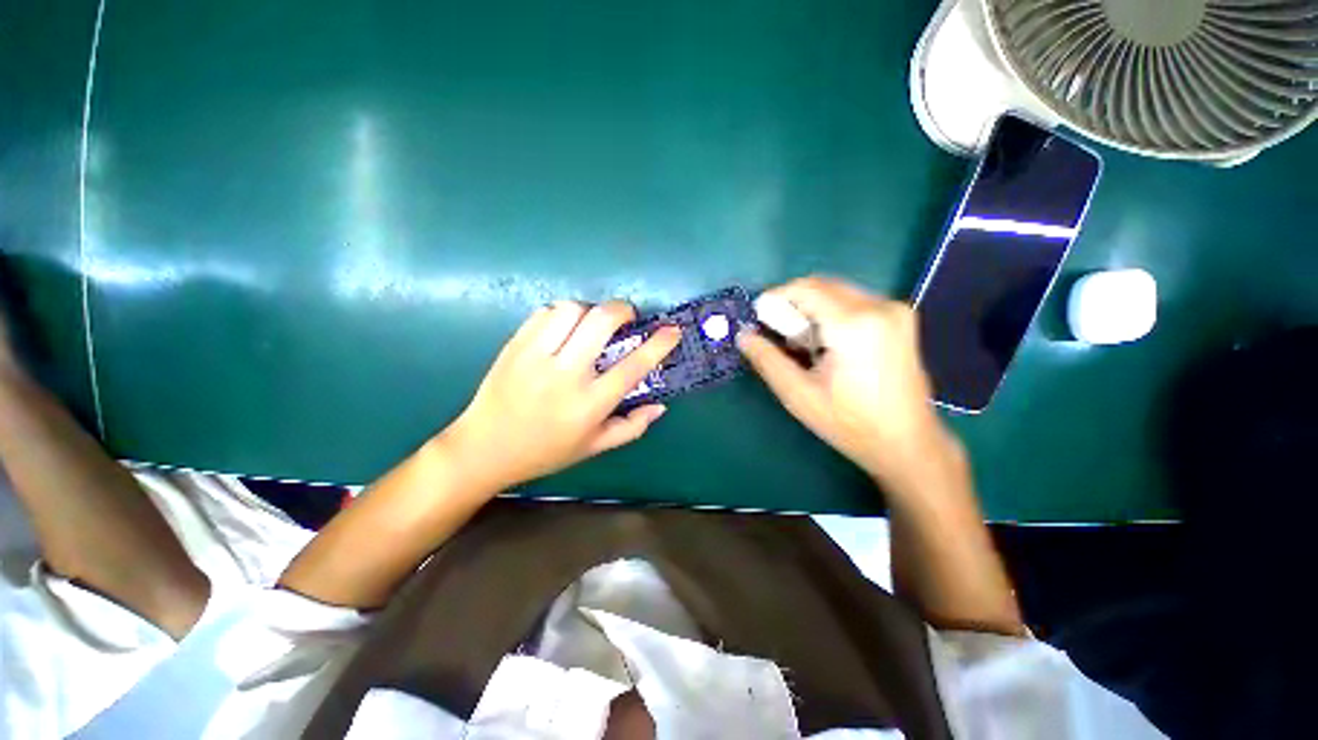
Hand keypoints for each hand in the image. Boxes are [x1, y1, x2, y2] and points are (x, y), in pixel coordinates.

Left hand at [444, 300, 679, 490]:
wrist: (484, 449)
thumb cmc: (546, 451)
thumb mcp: (594, 447)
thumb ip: (631, 427)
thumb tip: (660, 406)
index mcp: (589, 404)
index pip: (633, 366)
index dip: (658, 344)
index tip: (672, 330)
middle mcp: (565, 375)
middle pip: (601, 322)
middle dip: (622, 310)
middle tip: (627, 317)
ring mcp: (536, 357)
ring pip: (571, 309)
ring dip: (590, 310)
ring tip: (591, 324)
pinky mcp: (514, 346)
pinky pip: (544, 313)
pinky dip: (561, 313)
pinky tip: (564, 328)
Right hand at [737, 276, 958, 491]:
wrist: (907, 443)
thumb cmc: (849, 423)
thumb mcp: (798, 394)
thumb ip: (767, 359)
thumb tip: (743, 335)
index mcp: (854, 324)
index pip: (805, 288)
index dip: (776, 297)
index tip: (759, 318)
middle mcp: (879, 306)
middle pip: (822, 285)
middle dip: (794, 304)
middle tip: (780, 335)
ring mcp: (895, 309)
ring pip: (838, 291)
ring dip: (813, 308)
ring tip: (804, 343)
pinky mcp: (901, 318)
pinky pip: (855, 301)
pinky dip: (832, 313)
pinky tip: (828, 343)